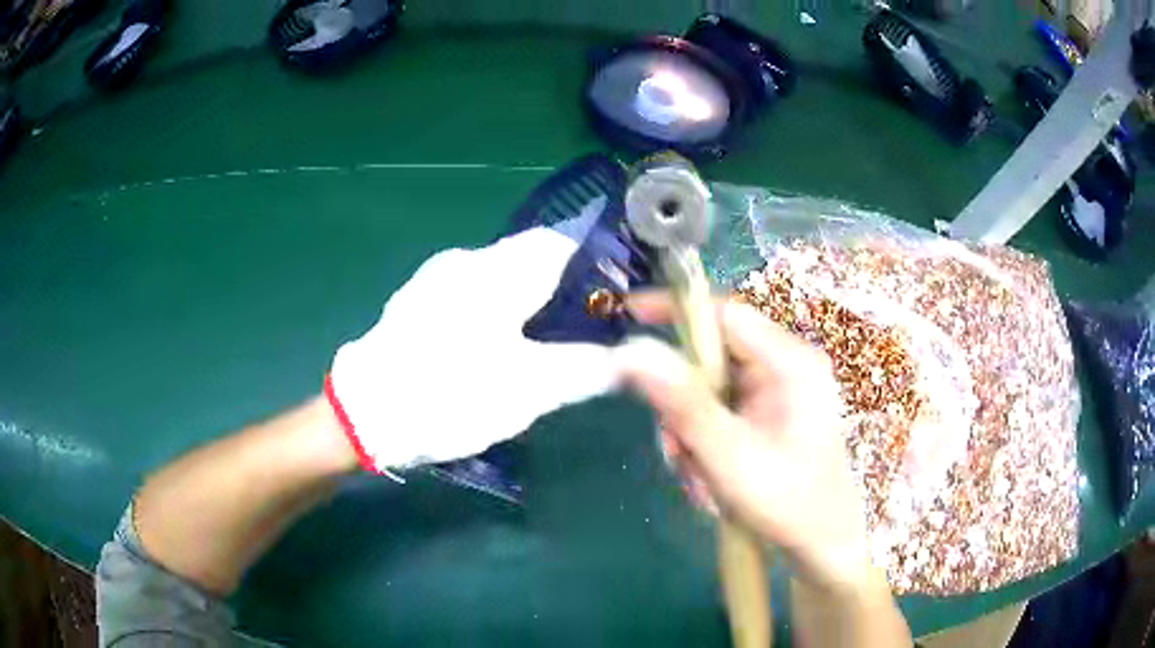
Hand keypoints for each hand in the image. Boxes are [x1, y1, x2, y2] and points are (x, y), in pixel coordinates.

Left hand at [326, 199, 617, 473]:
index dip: (592, 266)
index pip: (560, 242)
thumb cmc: (451, 394)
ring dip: (526, 303)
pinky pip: (470, 295)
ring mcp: (436, 280)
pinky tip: (493, 351)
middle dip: (560, 291)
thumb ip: (584, 368)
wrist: (364, 413)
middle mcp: (466, 260)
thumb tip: (625, 360)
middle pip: (529, 260)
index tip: (611, 301)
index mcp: (498, 270)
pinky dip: (494, 312)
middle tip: (582, 334)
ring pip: (498, 278)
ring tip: (541, 346)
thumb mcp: (529, 390)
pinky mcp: (416, 303)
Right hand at [616, 294, 874, 593]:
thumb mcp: (731, 458)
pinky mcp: (766, 413)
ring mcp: (775, 391)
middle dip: (682, 405)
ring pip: (707, 390)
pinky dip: (703, 442)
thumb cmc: (790, 503)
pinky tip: (710, 478)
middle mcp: (784, 367)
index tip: (629, 315)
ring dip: (690, 433)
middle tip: (676, 450)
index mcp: (790, 363)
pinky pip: (718, 411)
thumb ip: (684, 406)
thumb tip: (633, 354)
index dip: (677, 311)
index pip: (725, 314)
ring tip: (699, 478)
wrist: (823, 543)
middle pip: (710, 358)